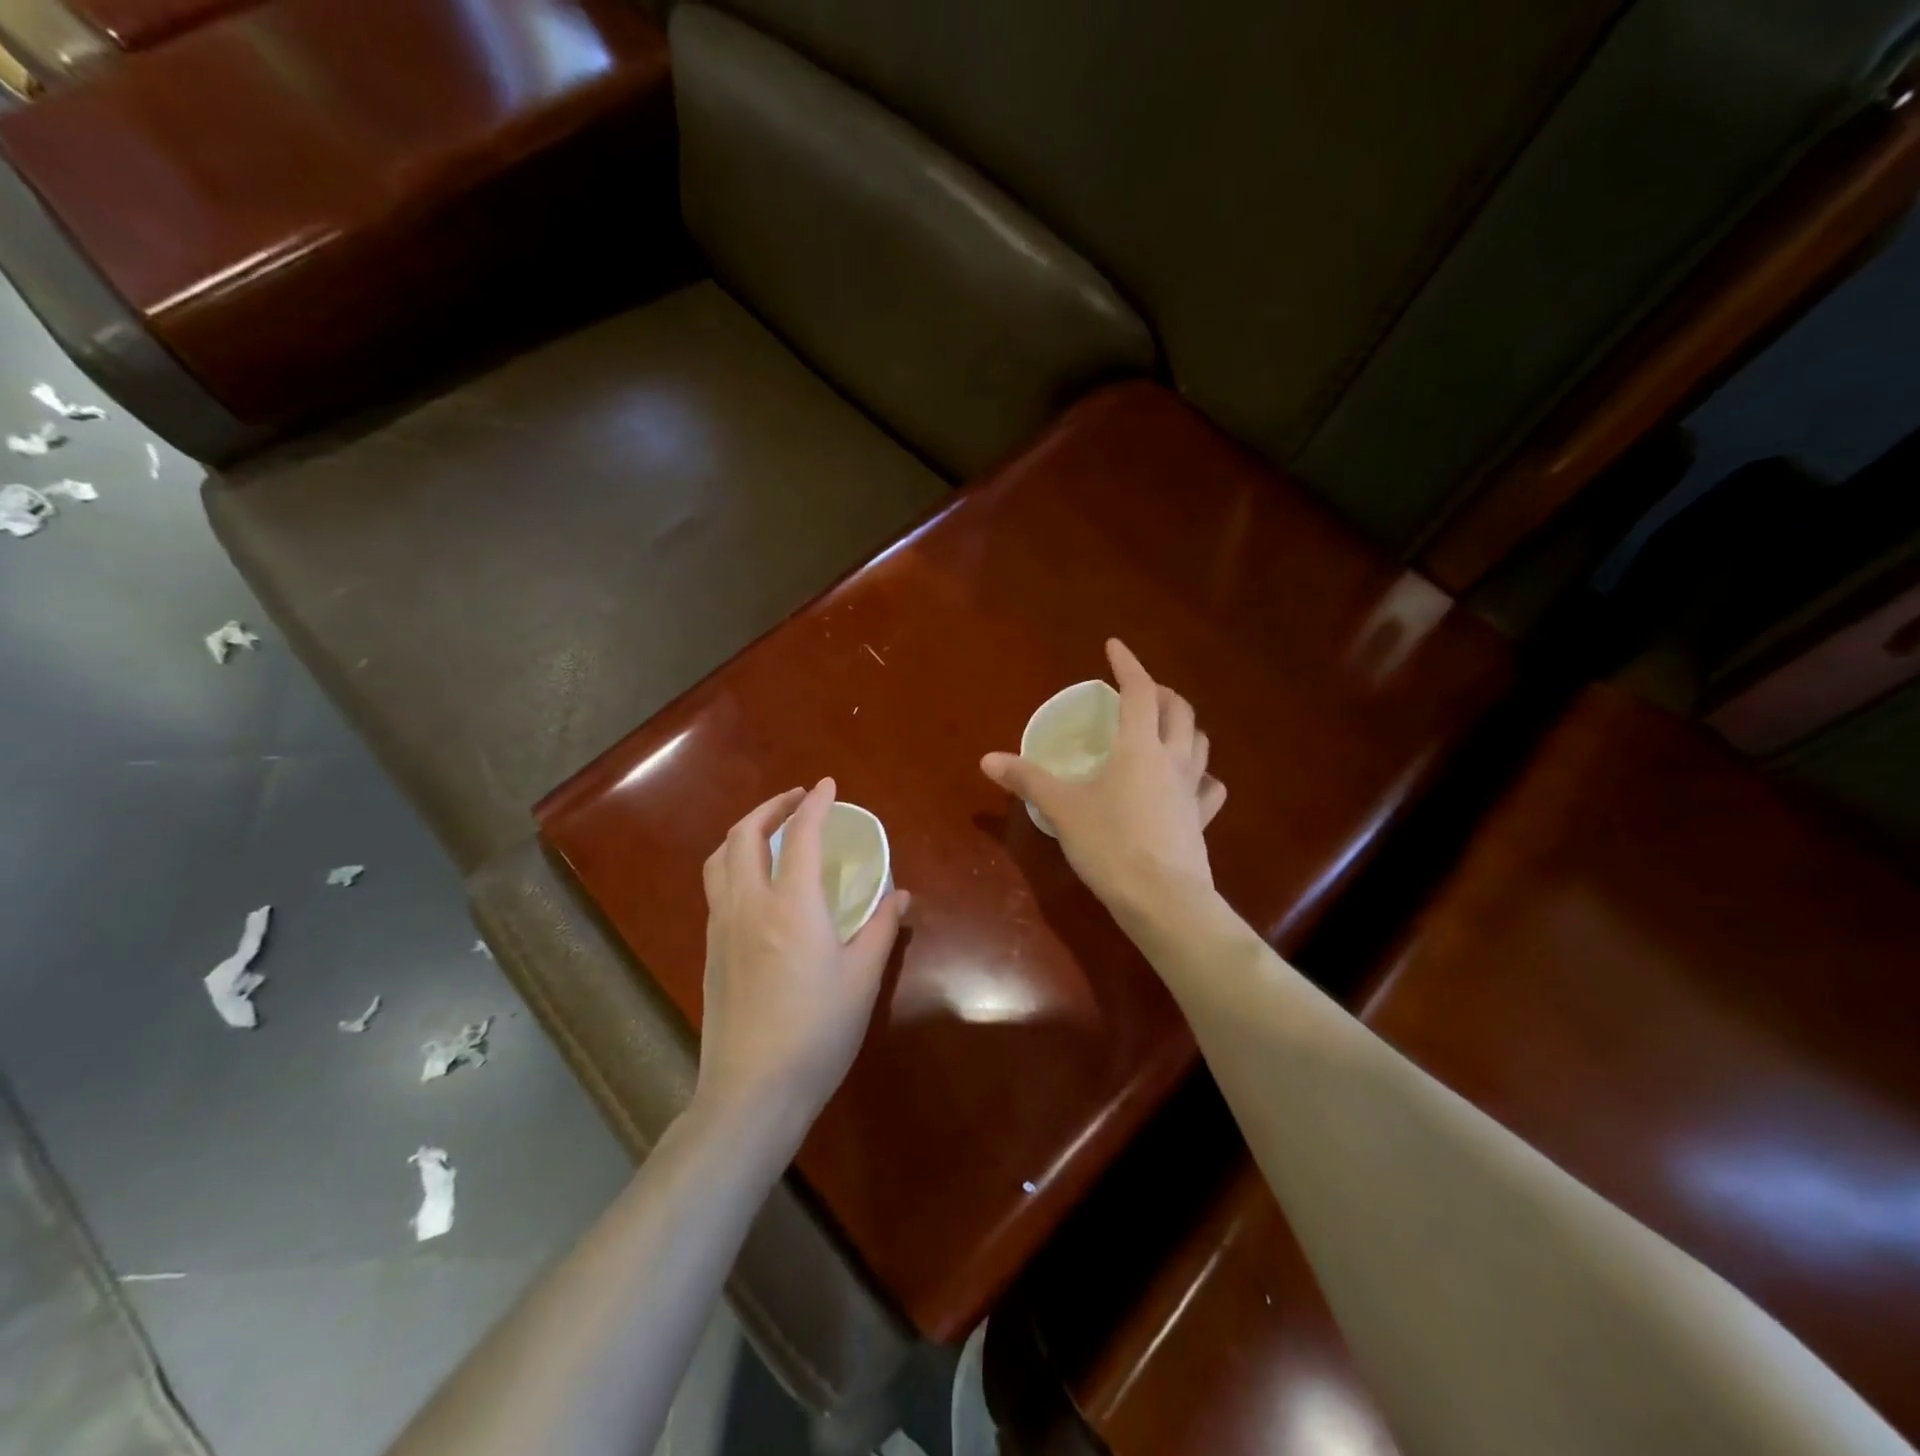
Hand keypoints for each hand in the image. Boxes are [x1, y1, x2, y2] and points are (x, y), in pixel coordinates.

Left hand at [695, 779, 909, 1130]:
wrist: (752, 1091)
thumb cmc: (817, 1032)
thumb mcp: (862, 978)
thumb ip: (880, 928)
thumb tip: (898, 895)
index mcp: (791, 906)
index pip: (799, 834)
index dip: (814, 803)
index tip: (827, 785)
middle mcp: (749, 905)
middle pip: (744, 835)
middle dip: (770, 807)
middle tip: (798, 801)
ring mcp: (722, 928)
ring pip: (719, 859)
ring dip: (744, 832)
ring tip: (769, 832)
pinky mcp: (710, 951)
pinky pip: (716, 888)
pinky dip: (733, 864)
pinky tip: (756, 884)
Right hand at [982, 639, 1225, 922]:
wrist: (1163, 900)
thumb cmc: (1110, 845)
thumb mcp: (1063, 810)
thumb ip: (1027, 780)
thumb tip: (987, 759)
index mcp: (1140, 747)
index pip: (1140, 691)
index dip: (1128, 665)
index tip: (1114, 647)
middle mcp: (1173, 759)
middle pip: (1180, 710)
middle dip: (1161, 691)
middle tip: (1140, 691)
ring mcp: (1193, 790)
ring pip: (1200, 742)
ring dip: (1184, 725)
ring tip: (1165, 727)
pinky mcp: (1201, 819)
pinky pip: (1209, 787)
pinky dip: (1201, 774)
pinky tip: (1191, 782)